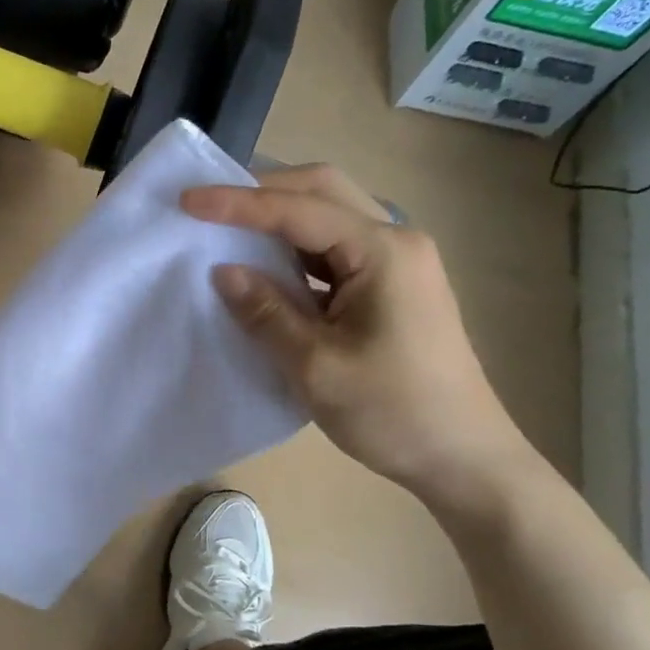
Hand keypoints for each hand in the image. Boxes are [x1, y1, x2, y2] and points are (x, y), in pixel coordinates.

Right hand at [183, 165, 537, 507]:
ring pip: (330, 219)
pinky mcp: (392, 289)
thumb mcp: (316, 366)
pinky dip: (297, 253)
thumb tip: (223, 271)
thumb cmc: (392, 412)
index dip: (240, 203)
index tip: (187, 200)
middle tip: (211, 205)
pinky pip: (336, 253)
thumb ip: (266, 312)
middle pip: (323, 192)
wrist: (462, 457)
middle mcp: (396, 242)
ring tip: (229, 230)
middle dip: (264, 192)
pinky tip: (267, 269)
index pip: (300, 209)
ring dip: (280, 220)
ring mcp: (398, 264)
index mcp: (384, 251)